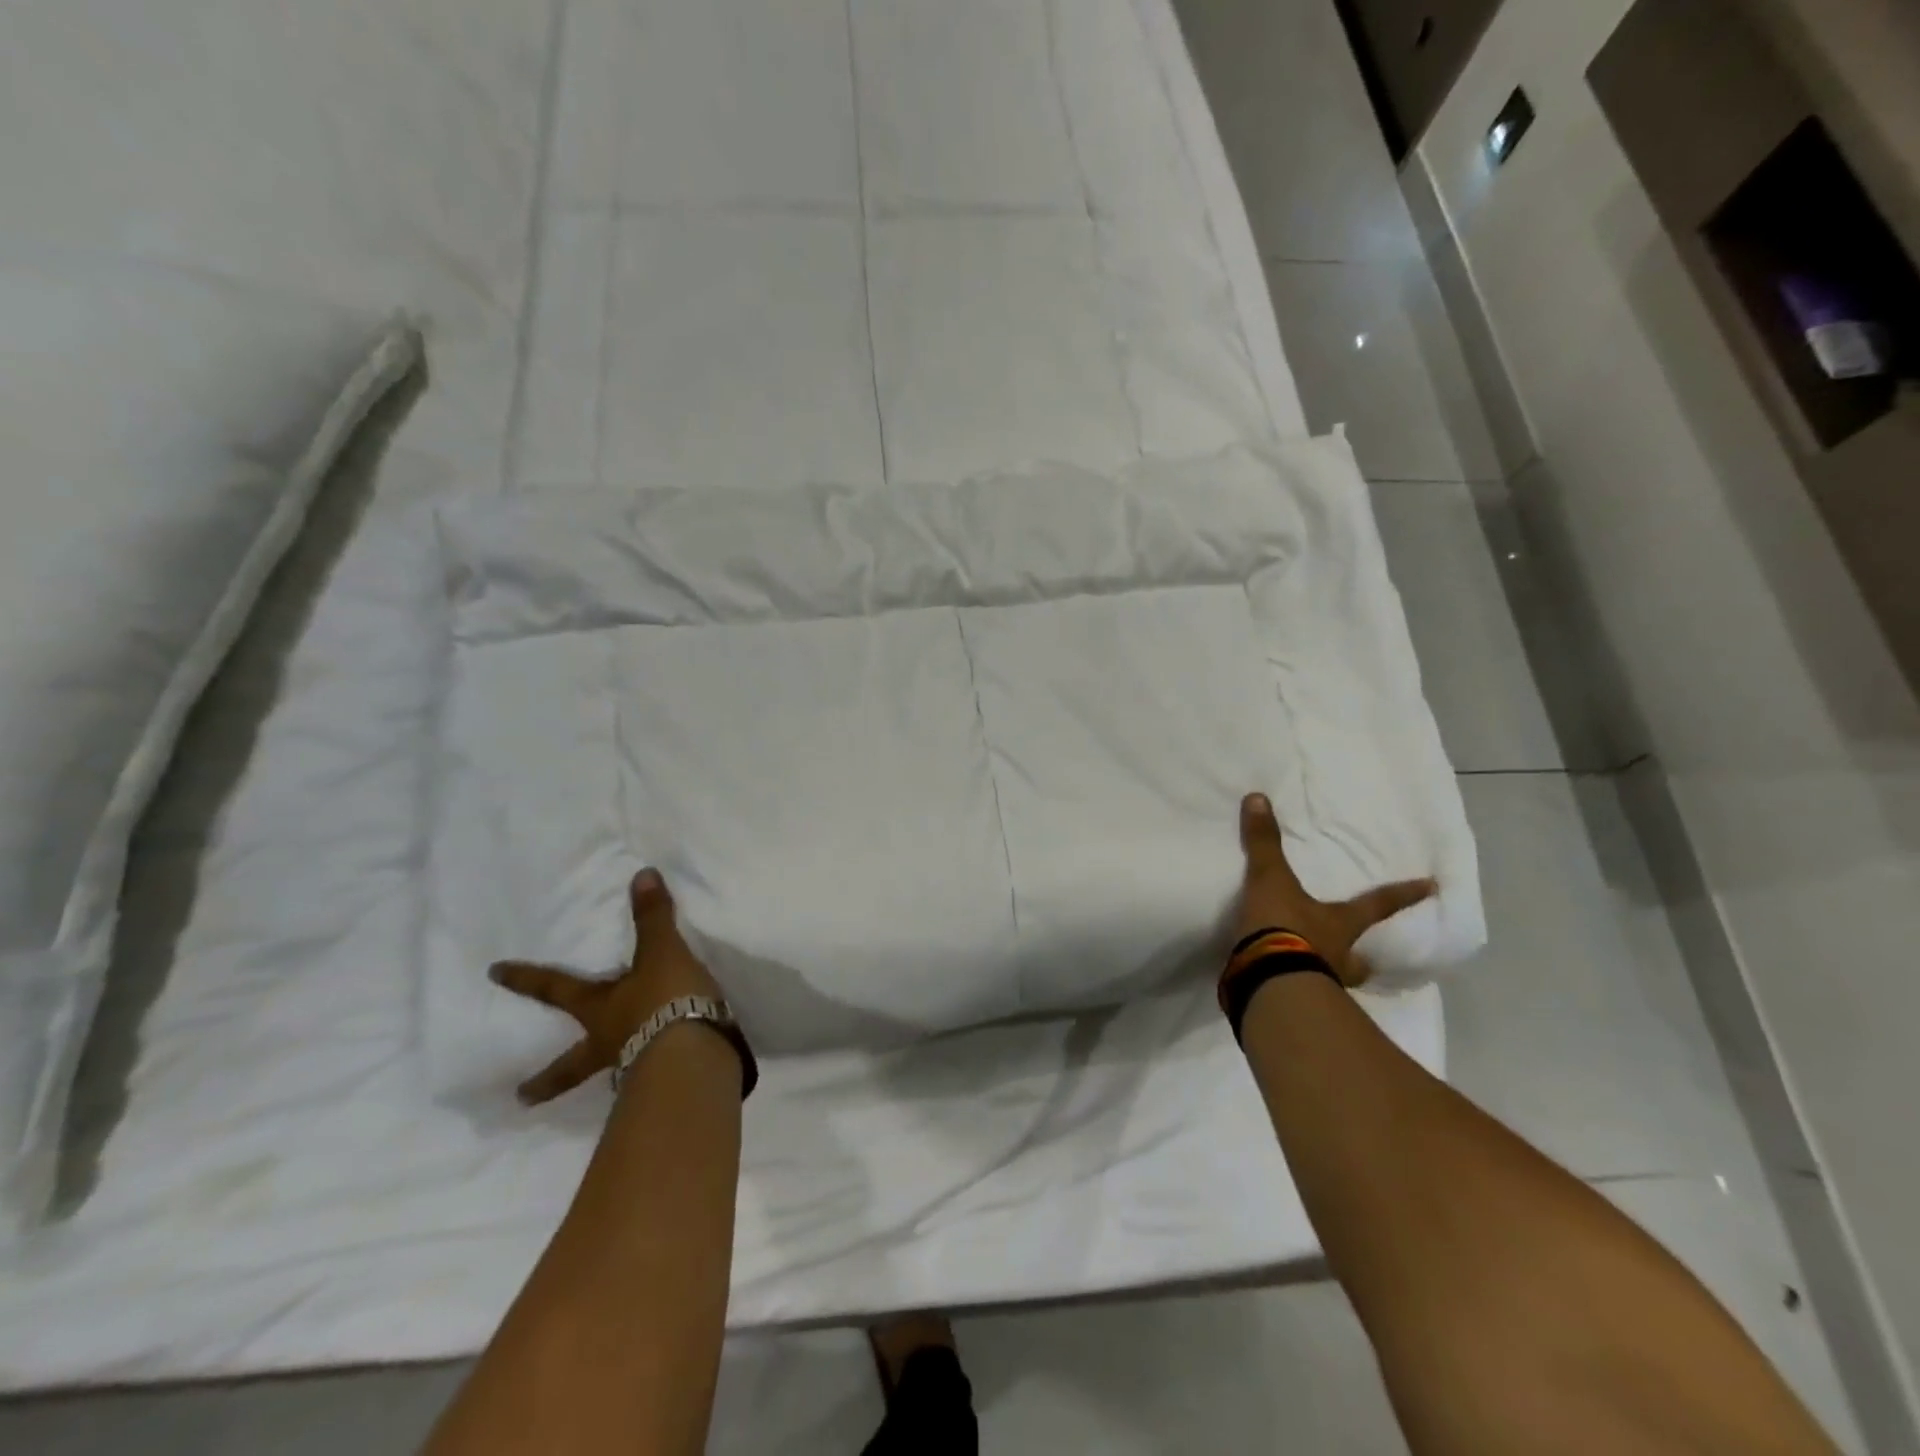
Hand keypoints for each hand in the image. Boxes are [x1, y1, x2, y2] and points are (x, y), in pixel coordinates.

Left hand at [489, 869, 724, 1104]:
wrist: (695, 1053)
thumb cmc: (666, 1000)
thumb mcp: (662, 953)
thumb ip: (653, 918)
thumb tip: (642, 874)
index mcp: (599, 1009)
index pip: (557, 989)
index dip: (527, 979)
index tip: (494, 973)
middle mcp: (609, 1042)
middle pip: (571, 1064)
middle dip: (548, 1080)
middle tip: (521, 1098)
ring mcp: (634, 1067)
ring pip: (609, 1074)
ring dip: (604, 1077)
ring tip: (606, 1085)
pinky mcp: (665, 1081)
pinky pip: (649, 1077)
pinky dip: (649, 1075)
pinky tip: (659, 1074)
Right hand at [1236, 792, 1436, 987]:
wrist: (1265, 980)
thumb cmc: (1282, 926)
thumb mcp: (1270, 879)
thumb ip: (1264, 842)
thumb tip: (1258, 798)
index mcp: (1339, 923)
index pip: (1377, 904)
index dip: (1403, 894)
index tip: (1433, 887)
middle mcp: (1338, 955)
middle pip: (1360, 956)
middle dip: (1363, 956)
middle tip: (1364, 957)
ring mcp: (1320, 984)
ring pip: (1335, 980)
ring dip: (1329, 977)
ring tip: (1317, 974)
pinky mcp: (1292, 1003)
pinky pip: (1298, 995)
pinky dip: (1290, 990)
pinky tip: (1278, 988)